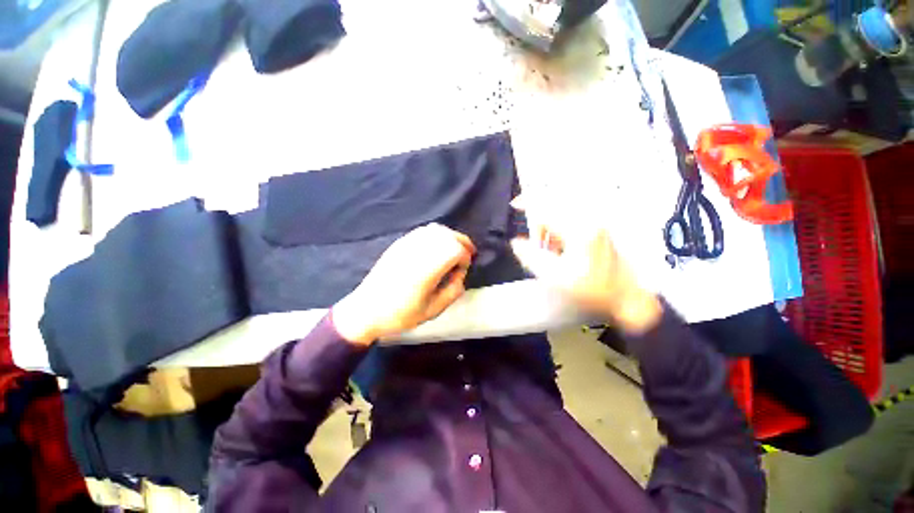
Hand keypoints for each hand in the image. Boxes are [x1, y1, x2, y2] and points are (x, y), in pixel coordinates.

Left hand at [332, 223, 474, 345]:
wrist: (367, 309)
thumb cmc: (400, 314)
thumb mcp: (432, 311)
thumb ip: (453, 291)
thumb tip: (460, 275)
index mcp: (426, 269)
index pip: (455, 250)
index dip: (465, 258)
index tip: (462, 271)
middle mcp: (417, 251)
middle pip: (447, 235)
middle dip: (462, 243)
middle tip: (467, 255)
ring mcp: (406, 244)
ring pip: (436, 230)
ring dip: (450, 237)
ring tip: (454, 250)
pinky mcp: (399, 243)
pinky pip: (423, 231)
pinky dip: (436, 235)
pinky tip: (437, 247)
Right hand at [510, 208, 661, 334]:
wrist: (626, 297)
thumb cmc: (591, 289)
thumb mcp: (555, 276)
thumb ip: (530, 257)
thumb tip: (515, 243)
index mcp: (577, 230)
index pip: (547, 209)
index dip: (528, 205)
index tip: (514, 205)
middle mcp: (588, 220)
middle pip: (553, 210)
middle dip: (539, 225)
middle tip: (536, 246)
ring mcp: (595, 224)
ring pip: (562, 217)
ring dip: (550, 231)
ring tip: (550, 252)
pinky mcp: (598, 230)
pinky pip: (571, 223)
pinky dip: (560, 234)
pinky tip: (562, 251)